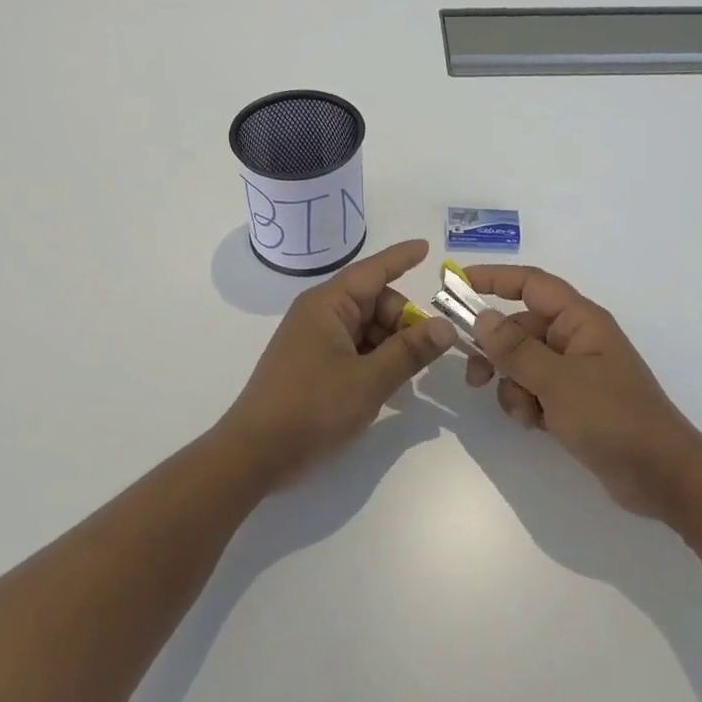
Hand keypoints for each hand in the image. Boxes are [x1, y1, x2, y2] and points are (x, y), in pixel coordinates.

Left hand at [221, 239, 454, 486]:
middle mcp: (320, 314)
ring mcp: (314, 339)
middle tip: (425, 353)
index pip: (373, 270)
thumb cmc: (312, 408)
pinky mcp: (312, 364)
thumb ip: (410, 351)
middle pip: (375, 302)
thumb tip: (445, 326)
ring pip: (366, 328)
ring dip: (391, 345)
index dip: (402, 258)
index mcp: (328, 304)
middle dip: (403, 321)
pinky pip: (354, 349)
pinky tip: (388, 386)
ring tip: (406, 377)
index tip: (428, 247)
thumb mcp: (369, 380)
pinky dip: (374, 360)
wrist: (255, 453)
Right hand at [463, 266, 701, 517]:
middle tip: (473, 376)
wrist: (662, 477)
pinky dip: (527, 405)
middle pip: (520, 328)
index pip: (531, 284)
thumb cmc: (614, 418)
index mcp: (580, 321)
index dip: (494, 278)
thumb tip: (481, 317)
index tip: (456, 282)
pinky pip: (534, 390)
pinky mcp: (573, 402)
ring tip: (524, 414)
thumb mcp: (558, 381)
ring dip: (513, 386)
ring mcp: (575, 372)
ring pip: (522, 363)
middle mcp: (576, 339)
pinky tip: (537, 426)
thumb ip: (516, 349)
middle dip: (496, 351)